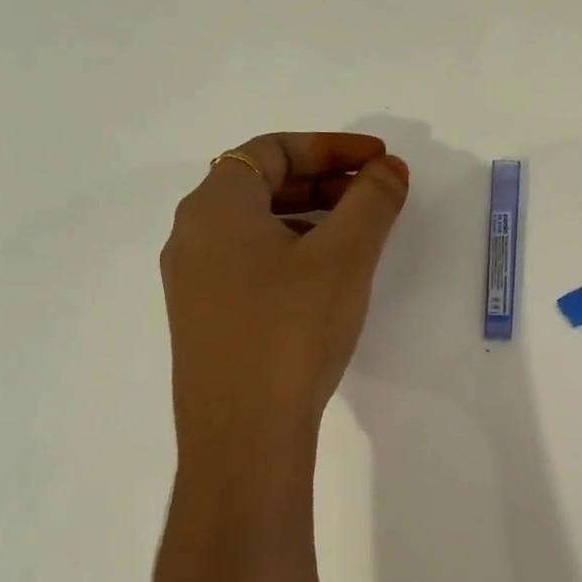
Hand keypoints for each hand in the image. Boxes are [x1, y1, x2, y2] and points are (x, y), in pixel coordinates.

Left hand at [162, 132, 408, 450]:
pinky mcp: (205, 319)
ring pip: (257, 227)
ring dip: (310, 217)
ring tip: (359, 235)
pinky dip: (292, 252)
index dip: (331, 146)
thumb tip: (388, 169)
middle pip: (261, 184)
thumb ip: (372, 201)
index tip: (378, 161)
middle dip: (324, 181)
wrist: (243, 435)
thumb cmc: (292, 329)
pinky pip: (250, 263)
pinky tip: (326, 279)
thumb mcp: (344, 256)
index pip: (272, 149)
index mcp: (215, 206)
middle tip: (375, 194)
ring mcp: (193, 281)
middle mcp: (192, 236)